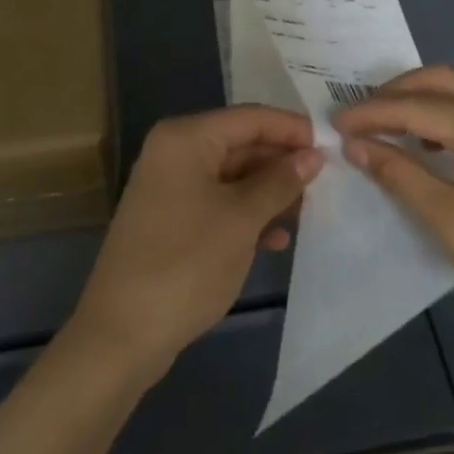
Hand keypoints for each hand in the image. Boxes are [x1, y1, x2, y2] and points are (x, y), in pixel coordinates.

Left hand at [71, 105, 321, 376]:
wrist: (122, 335)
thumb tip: (312, 156)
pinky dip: (248, 215)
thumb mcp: (242, 219)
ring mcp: (171, 187)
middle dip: (282, 163)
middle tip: (325, 182)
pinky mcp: (172, 220)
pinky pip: (219, 203)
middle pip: (241, 145)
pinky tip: (277, 239)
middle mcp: (175, 152)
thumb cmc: (186, 264)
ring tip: (307, 213)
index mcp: (186, 138)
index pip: (250, 118)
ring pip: (233, 177)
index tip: (331, 145)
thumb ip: (280, 182)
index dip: (292, 129)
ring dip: (269, 193)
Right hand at [335, 66, 453, 368]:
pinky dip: (447, 117)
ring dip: (421, 103)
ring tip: (386, 129)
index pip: (414, 107)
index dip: (371, 114)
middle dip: (394, 94)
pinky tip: (431, 146)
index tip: (333, 124)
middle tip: (358, 118)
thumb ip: (399, 174)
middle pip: (440, 82)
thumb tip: (355, 145)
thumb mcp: (448, 220)